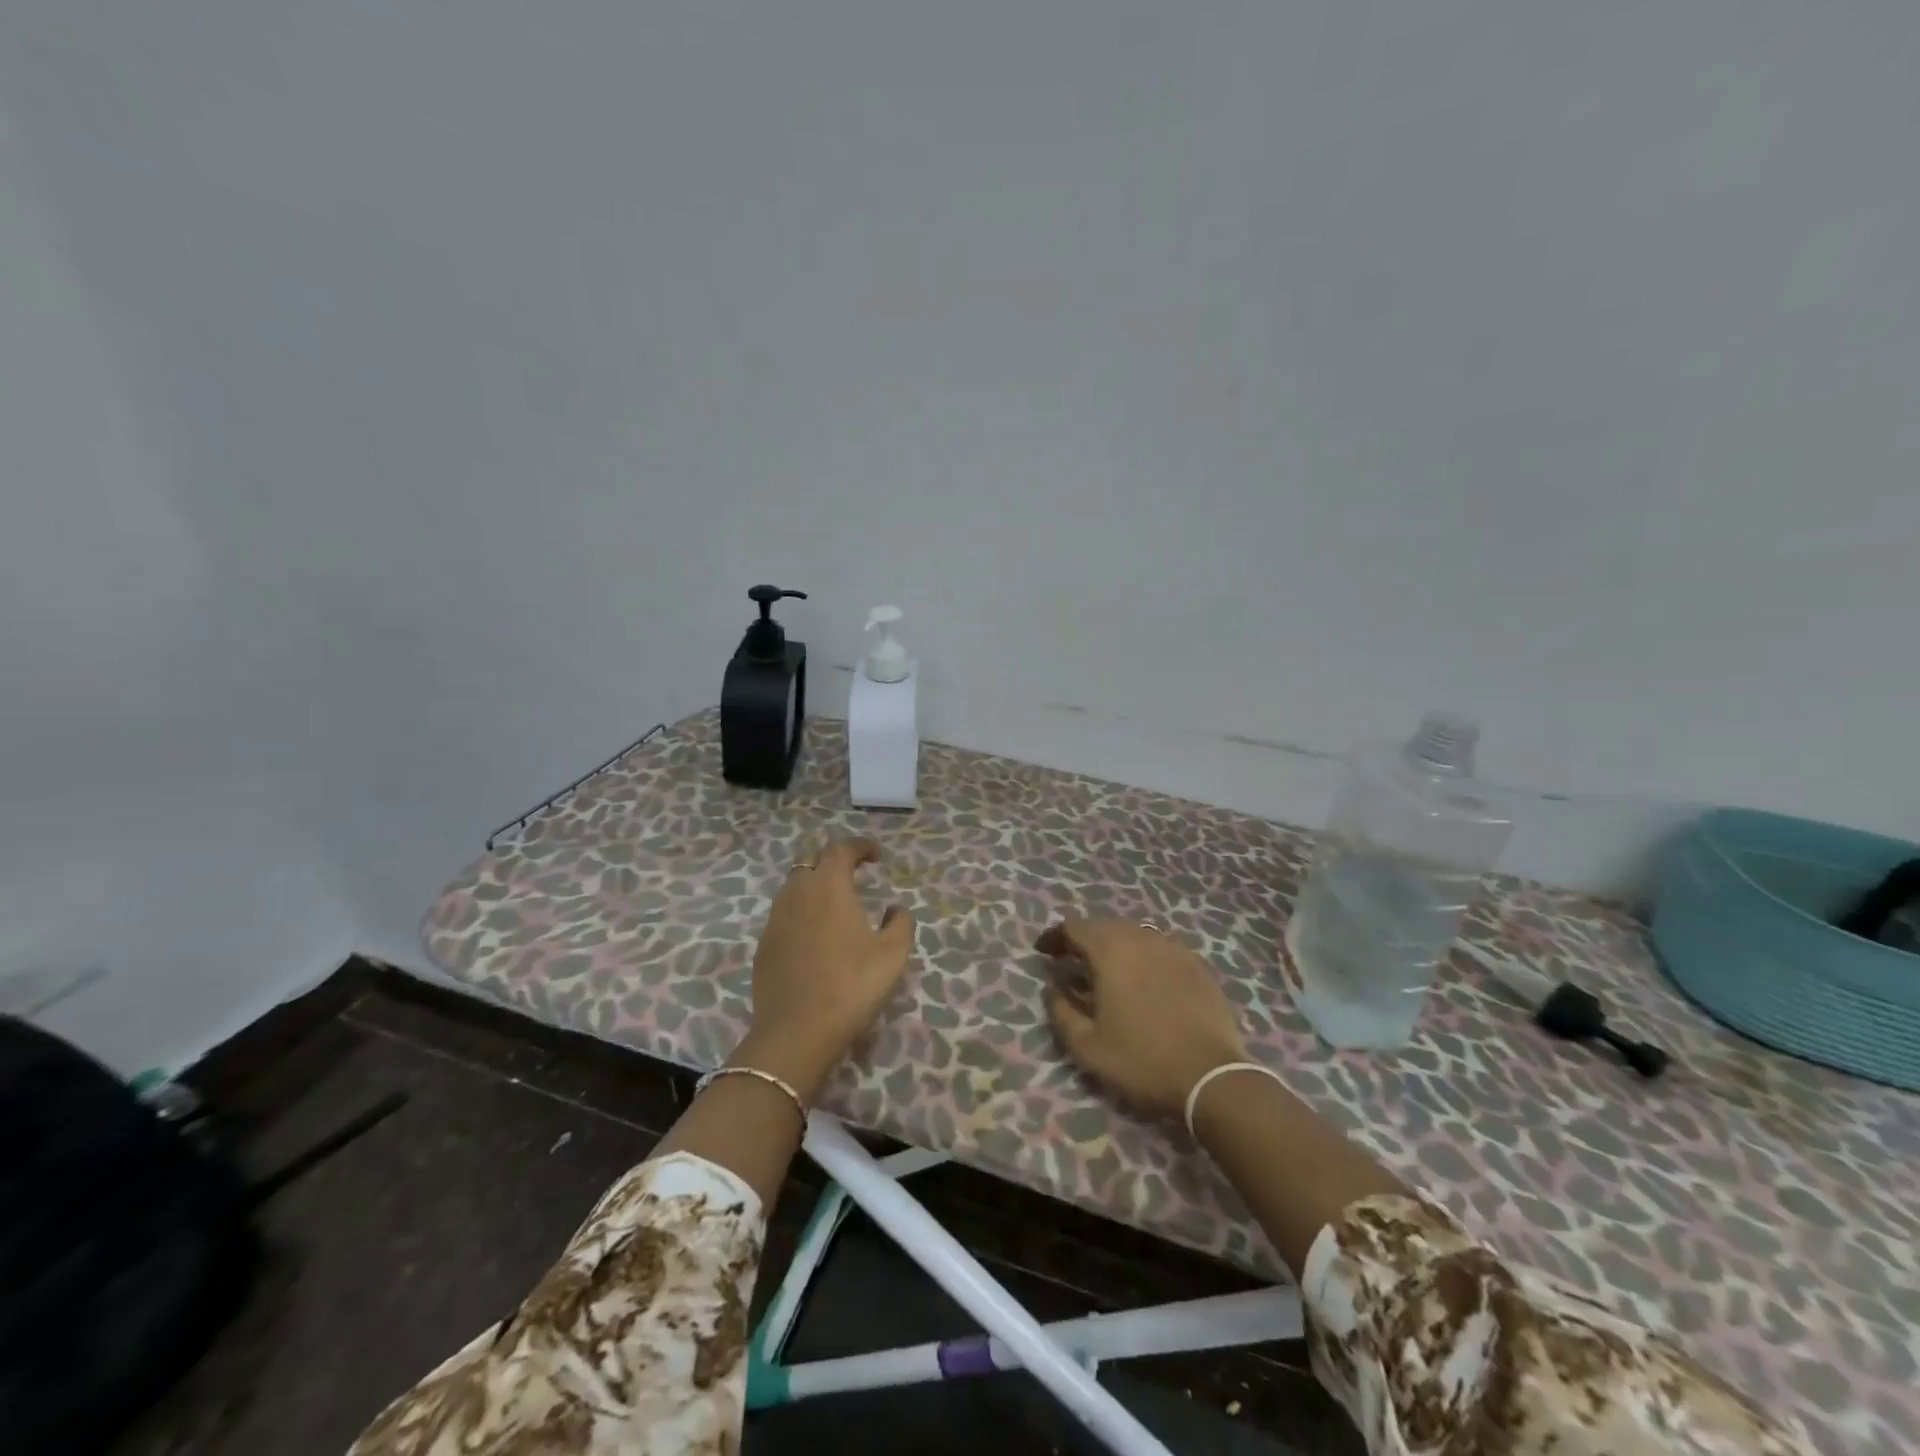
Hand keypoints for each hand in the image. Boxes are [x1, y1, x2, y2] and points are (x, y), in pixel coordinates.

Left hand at [737, 837, 915, 1101]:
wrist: (796, 1033)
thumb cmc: (851, 986)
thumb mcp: (893, 955)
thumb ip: (900, 923)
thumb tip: (894, 909)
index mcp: (829, 887)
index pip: (840, 849)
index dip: (860, 846)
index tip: (877, 856)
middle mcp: (797, 894)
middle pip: (812, 862)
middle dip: (834, 861)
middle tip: (855, 874)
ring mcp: (775, 920)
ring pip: (794, 887)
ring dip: (815, 885)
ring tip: (836, 904)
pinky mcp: (764, 946)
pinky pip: (784, 915)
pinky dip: (801, 912)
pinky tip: (815, 936)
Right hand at [1038, 918, 1246, 1120]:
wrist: (1211, 1077)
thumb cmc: (1141, 1060)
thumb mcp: (1086, 1046)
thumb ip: (1060, 1011)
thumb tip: (1052, 988)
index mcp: (1111, 950)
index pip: (1074, 927)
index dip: (1054, 937)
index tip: (1043, 953)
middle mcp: (1141, 938)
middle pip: (1104, 926)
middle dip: (1083, 940)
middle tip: (1071, 963)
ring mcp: (1173, 948)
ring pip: (1134, 935)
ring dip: (1114, 947)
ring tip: (1106, 972)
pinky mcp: (1197, 965)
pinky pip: (1160, 949)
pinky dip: (1143, 957)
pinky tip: (1143, 981)